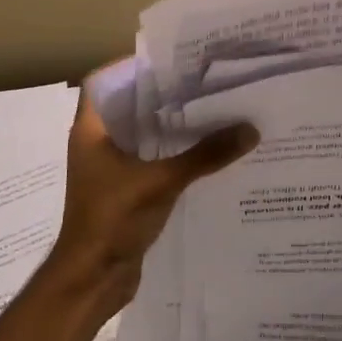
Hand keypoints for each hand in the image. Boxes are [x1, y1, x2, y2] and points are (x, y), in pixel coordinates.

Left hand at [47, 77, 257, 312]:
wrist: (92, 280)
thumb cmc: (112, 220)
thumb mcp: (160, 182)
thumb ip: (204, 155)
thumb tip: (249, 130)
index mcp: (91, 132)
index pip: (103, 82)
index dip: (131, 67)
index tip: (169, 60)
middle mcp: (98, 145)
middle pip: (129, 108)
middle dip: (162, 95)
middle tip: (203, 82)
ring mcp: (111, 171)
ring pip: (143, 136)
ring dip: (171, 126)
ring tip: (212, 110)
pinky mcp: (126, 192)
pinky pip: (152, 162)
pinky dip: (174, 154)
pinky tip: (207, 152)